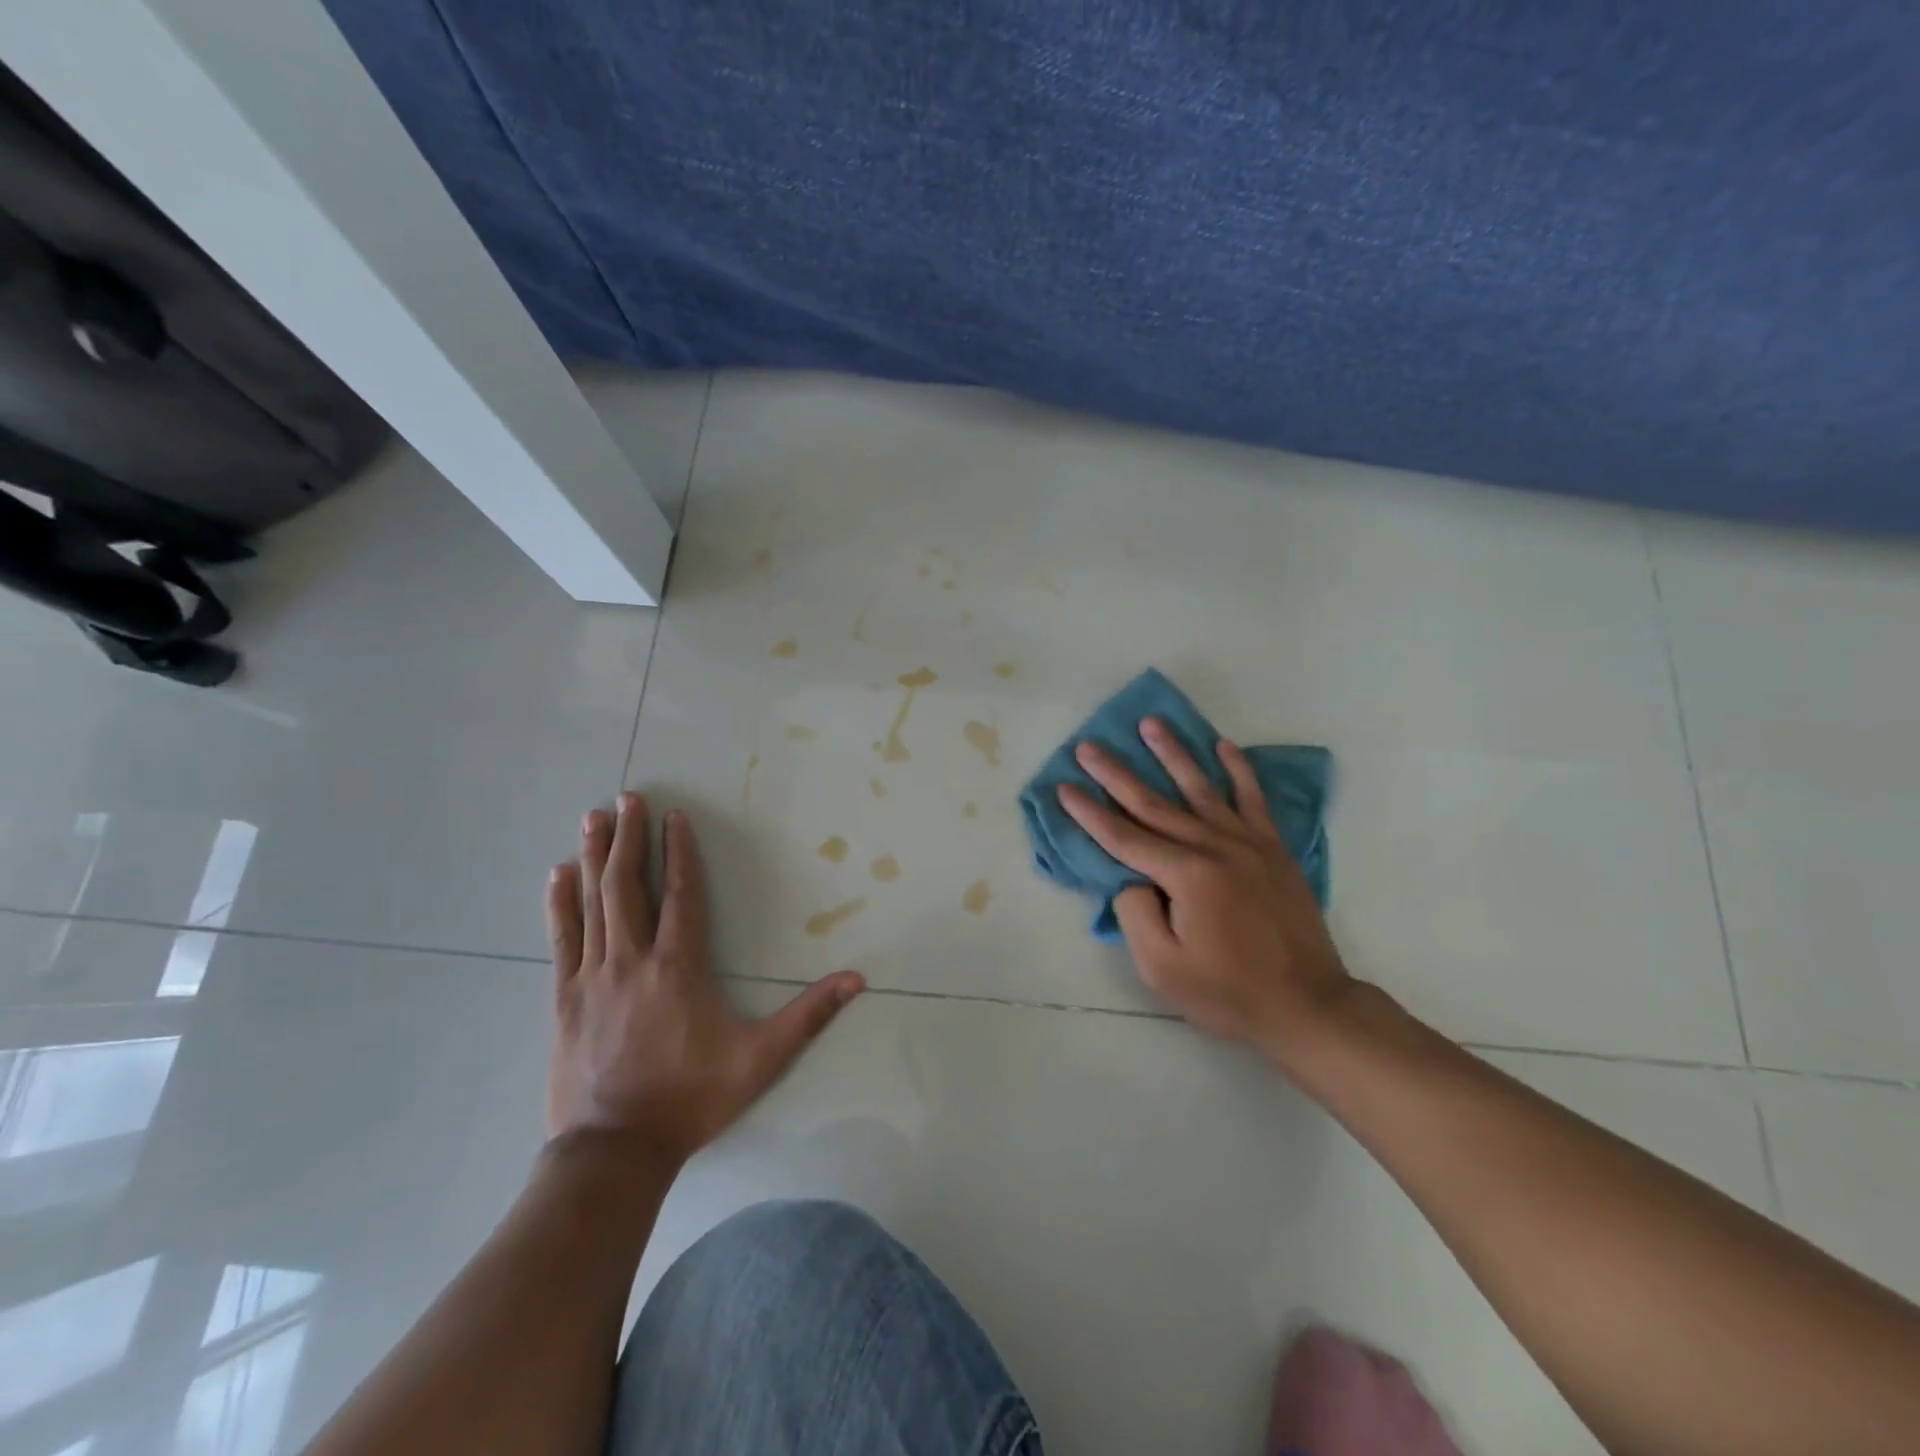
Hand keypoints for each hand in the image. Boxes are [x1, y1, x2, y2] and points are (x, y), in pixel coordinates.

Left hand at [546, 793, 864, 1163]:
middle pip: (630, 886)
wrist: (614, 1151)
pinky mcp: (565, 999)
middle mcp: (634, 960)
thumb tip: (858, 979)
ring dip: (594, 857)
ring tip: (593, 818)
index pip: (682, 894)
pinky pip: (561, 940)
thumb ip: (809, 1015)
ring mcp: (594, 977)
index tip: (674, 817)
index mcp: (679, 966)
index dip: (680, 852)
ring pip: (593, 904)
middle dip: (630, 838)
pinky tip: (556, 875)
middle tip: (627, 798)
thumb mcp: (761, 1058)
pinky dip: (559, 904)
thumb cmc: (691, 1098)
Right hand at [1057, 718, 1353, 1068]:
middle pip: (1154, 803)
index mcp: (1186, 876)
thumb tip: (1133, 878)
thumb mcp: (1162, 968)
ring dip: (1173, 753)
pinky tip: (1223, 746)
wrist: (1307, 1004)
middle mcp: (1214, 847)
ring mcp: (1248, 843)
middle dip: (1116, 774)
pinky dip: (1238, 769)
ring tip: (1151, 724)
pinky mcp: (1273, 849)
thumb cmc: (1228, 992)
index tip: (1063, 788)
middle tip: (1088, 747)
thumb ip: (1136, 914)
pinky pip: (1252, 798)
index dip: (1089, 813)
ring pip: (1201, 787)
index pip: (1124, 837)